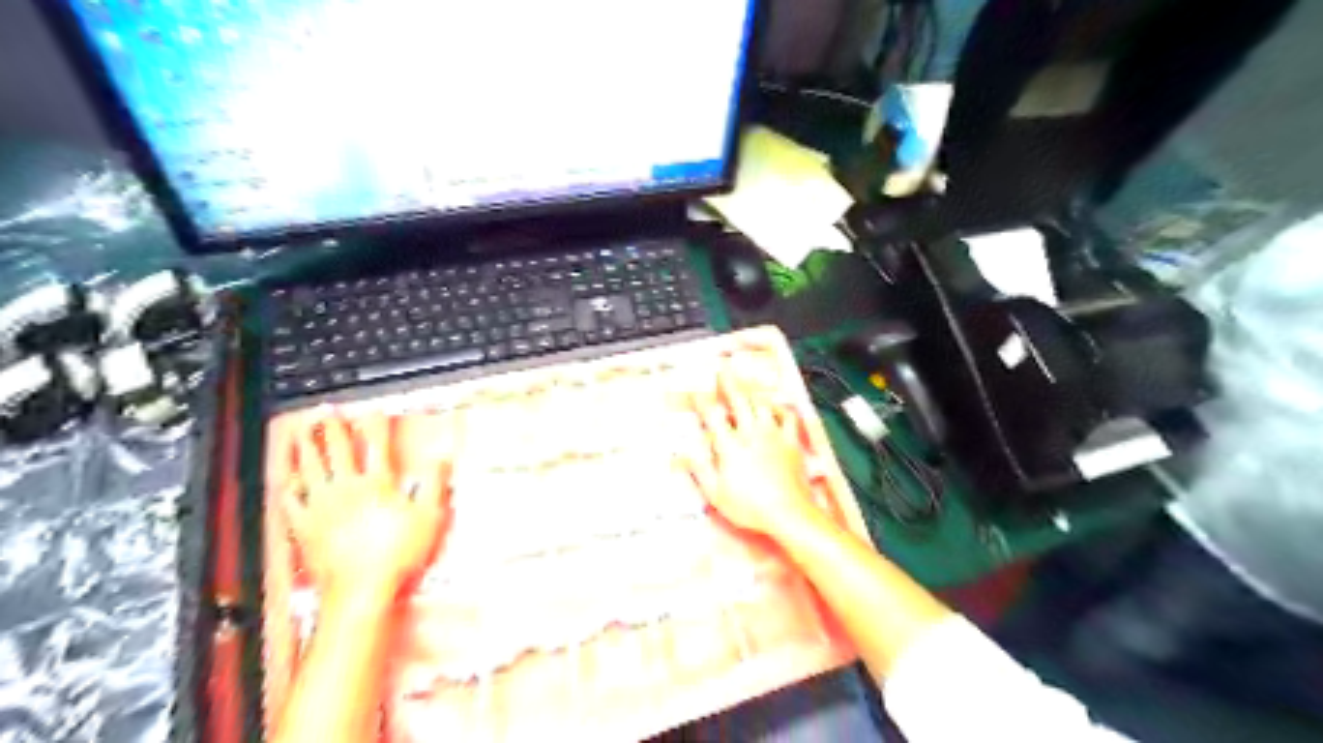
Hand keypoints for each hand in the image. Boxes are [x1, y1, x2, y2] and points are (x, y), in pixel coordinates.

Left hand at [283, 413, 458, 597]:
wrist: (361, 589)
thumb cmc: (398, 554)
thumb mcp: (430, 517)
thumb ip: (435, 485)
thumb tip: (441, 461)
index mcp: (377, 484)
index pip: (376, 446)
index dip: (375, 426)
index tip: (373, 411)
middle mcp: (346, 489)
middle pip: (337, 451)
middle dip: (332, 428)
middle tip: (326, 412)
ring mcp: (322, 507)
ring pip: (310, 469)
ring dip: (305, 448)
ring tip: (301, 433)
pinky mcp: (305, 527)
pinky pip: (291, 502)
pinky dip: (288, 488)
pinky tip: (287, 480)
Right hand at [682, 369, 819, 535]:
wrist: (788, 513)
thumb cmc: (751, 507)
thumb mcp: (716, 494)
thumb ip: (699, 471)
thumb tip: (682, 455)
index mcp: (730, 446)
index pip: (712, 416)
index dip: (701, 401)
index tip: (694, 393)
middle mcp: (751, 434)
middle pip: (738, 400)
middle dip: (728, 382)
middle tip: (722, 370)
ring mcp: (773, 435)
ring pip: (762, 403)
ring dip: (752, 391)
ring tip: (745, 383)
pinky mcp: (790, 442)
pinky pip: (788, 417)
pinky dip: (781, 408)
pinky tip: (777, 405)